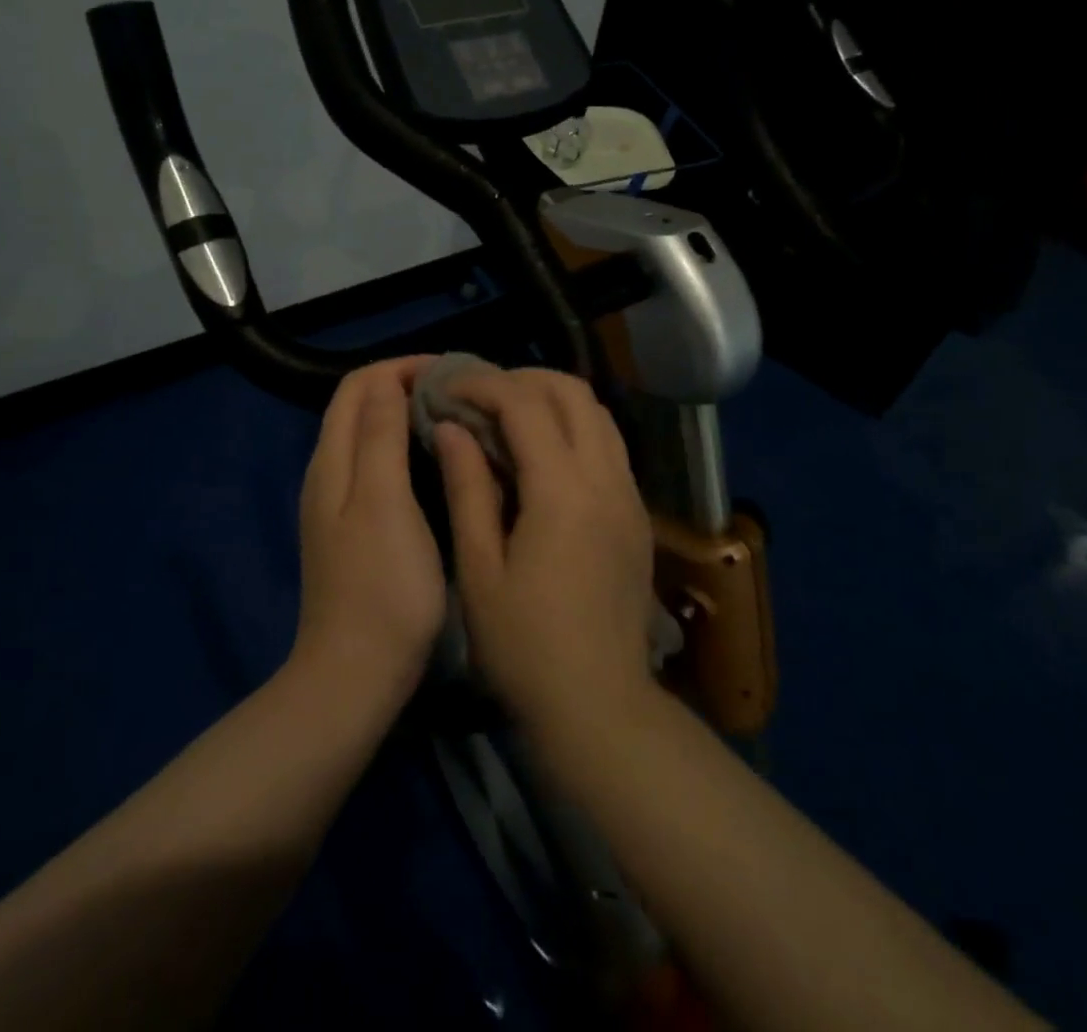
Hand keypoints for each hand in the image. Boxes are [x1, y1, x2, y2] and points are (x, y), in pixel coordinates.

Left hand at [292, 357, 447, 706]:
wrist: (356, 674)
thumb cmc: (381, 586)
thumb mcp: (384, 502)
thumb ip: (381, 437)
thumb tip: (388, 381)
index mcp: (333, 461)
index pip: (358, 385)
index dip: (401, 367)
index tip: (451, 372)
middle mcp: (328, 474)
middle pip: (358, 406)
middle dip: (404, 385)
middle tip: (459, 390)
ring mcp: (339, 504)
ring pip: (368, 435)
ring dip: (405, 414)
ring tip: (453, 416)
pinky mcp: (354, 529)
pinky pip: (377, 465)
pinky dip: (404, 447)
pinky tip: (437, 461)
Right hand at [432, 368, 655, 733]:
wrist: (599, 707)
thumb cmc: (524, 647)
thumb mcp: (480, 568)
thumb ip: (467, 488)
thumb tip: (451, 429)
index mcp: (563, 492)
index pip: (525, 405)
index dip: (482, 385)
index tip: (447, 387)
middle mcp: (606, 480)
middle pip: (573, 393)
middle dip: (523, 379)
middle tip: (479, 394)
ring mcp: (630, 496)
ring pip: (599, 415)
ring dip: (553, 400)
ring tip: (508, 415)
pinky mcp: (638, 516)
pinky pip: (609, 446)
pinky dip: (575, 428)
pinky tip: (543, 454)